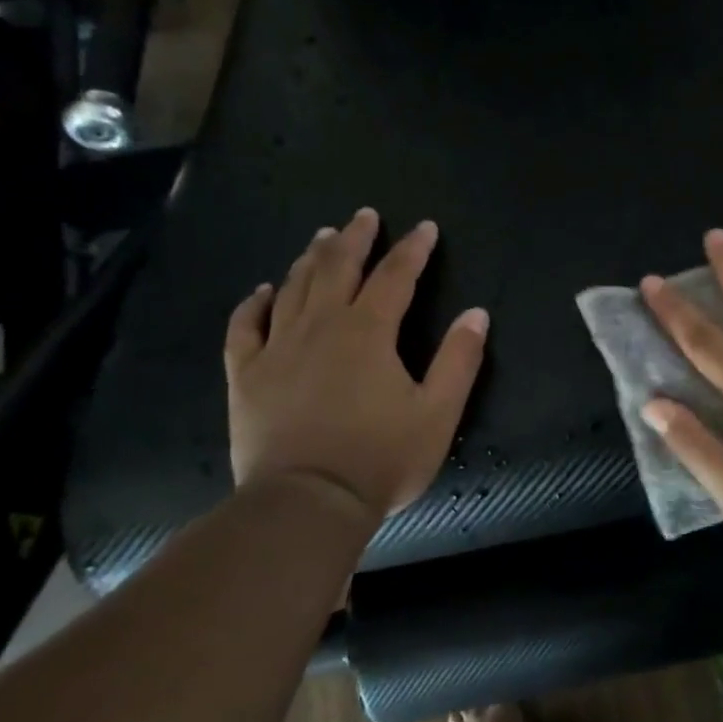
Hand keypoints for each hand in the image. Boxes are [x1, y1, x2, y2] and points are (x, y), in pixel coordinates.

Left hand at [224, 207, 489, 520]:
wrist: (306, 504)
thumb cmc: (380, 459)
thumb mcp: (438, 413)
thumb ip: (459, 360)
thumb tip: (477, 314)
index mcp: (369, 332)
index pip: (396, 276)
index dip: (413, 249)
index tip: (425, 228)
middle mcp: (322, 326)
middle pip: (338, 268)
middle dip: (355, 238)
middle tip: (365, 216)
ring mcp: (278, 348)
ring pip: (293, 288)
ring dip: (310, 258)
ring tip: (322, 238)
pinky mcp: (247, 375)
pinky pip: (245, 327)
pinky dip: (254, 303)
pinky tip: (263, 291)